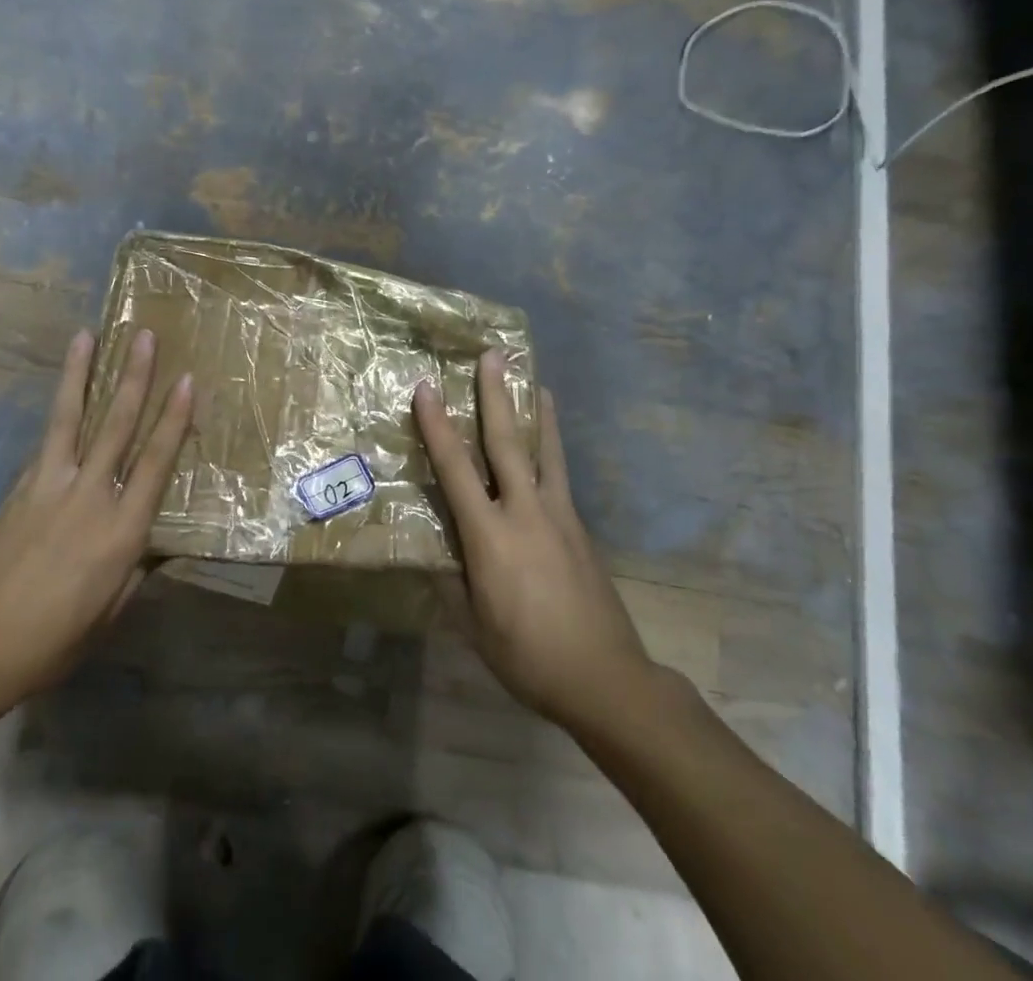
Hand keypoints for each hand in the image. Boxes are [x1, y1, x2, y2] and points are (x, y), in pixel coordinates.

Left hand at [0, 327, 191, 717]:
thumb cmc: (53, 641)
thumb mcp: (110, 613)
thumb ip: (136, 570)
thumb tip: (157, 543)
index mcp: (122, 530)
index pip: (156, 461)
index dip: (174, 418)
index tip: (186, 380)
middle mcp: (91, 496)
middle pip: (117, 425)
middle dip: (135, 377)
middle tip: (144, 336)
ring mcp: (49, 487)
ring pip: (71, 418)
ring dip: (82, 374)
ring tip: (88, 336)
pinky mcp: (18, 489)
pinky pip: (44, 444)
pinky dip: (56, 415)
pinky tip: (63, 394)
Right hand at [414, 351, 652, 729]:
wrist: (605, 677)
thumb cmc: (527, 655)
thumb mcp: (473, 626)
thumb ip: (450, 581)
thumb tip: (431, 551)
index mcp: (490, 536)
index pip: (456, 470)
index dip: (438, 426)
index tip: (426, 388)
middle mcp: (525, 512)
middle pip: (507, 442)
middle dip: (496, 395)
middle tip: (493, 354)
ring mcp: (558, 515)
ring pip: (544, 450)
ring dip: (535, 411)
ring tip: (535, 378)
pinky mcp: (579, 526)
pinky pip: (560, 474)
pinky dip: (552, 446)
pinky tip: (549, 441)